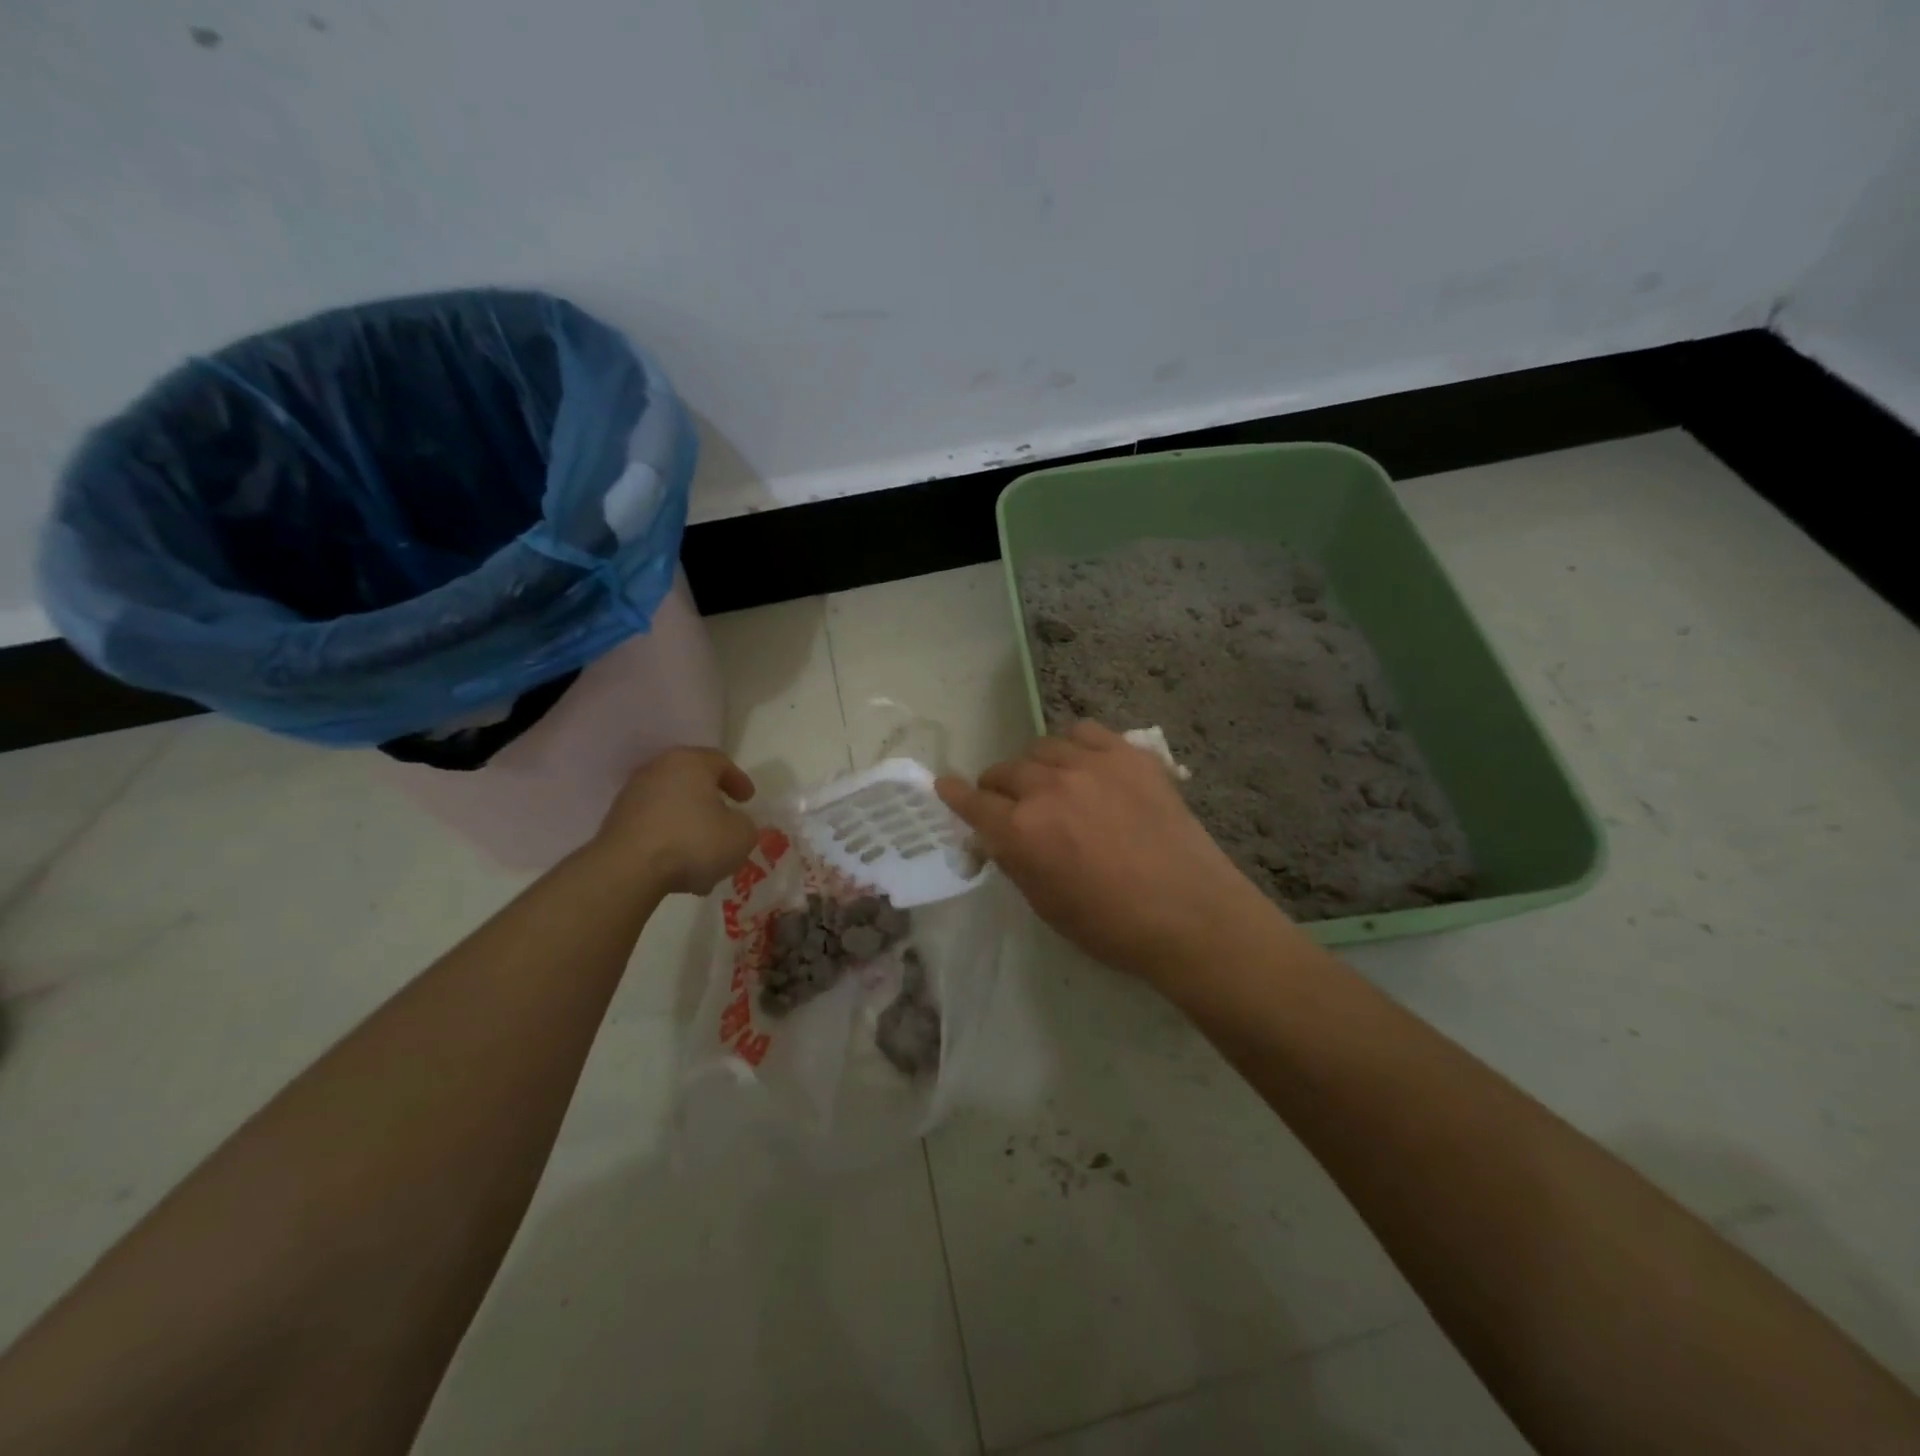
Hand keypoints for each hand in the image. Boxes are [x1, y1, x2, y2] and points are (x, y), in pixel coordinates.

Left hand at [593, 747, 757, 895]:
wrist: (628, 870)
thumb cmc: (693, 842)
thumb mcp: (741, 836)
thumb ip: (744, 824)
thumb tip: (733, 824)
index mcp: (690, 762)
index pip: (720, 761)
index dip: (739, 780)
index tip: (748, 800)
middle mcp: (658, 770)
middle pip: (692, 780)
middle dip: (711, 800)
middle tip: (726, 819)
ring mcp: (632, 795)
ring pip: (671, 804)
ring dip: (689, 822)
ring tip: (703, 849)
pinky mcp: (616, 822)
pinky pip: (653, 824)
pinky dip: (669, 837)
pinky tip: (680, 861)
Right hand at [937, 722, 1293, 984]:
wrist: (1191, 914)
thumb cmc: (1111, 925)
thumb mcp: (1044, 904)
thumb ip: (1014, 859)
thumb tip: (997, 834)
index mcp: (1021, 831)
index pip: (972, 802)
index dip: (954, 794)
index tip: (946, 787)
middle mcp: (1048, 787)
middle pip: (1004, 770)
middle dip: (999, 789)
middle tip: (1011, 805)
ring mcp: (1091, 764)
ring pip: (1041, 746)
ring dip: (1035, 766)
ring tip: (1050, 783)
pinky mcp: (1128, 754)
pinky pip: (1084, 732)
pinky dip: (1074, 746)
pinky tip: (1083, 764)